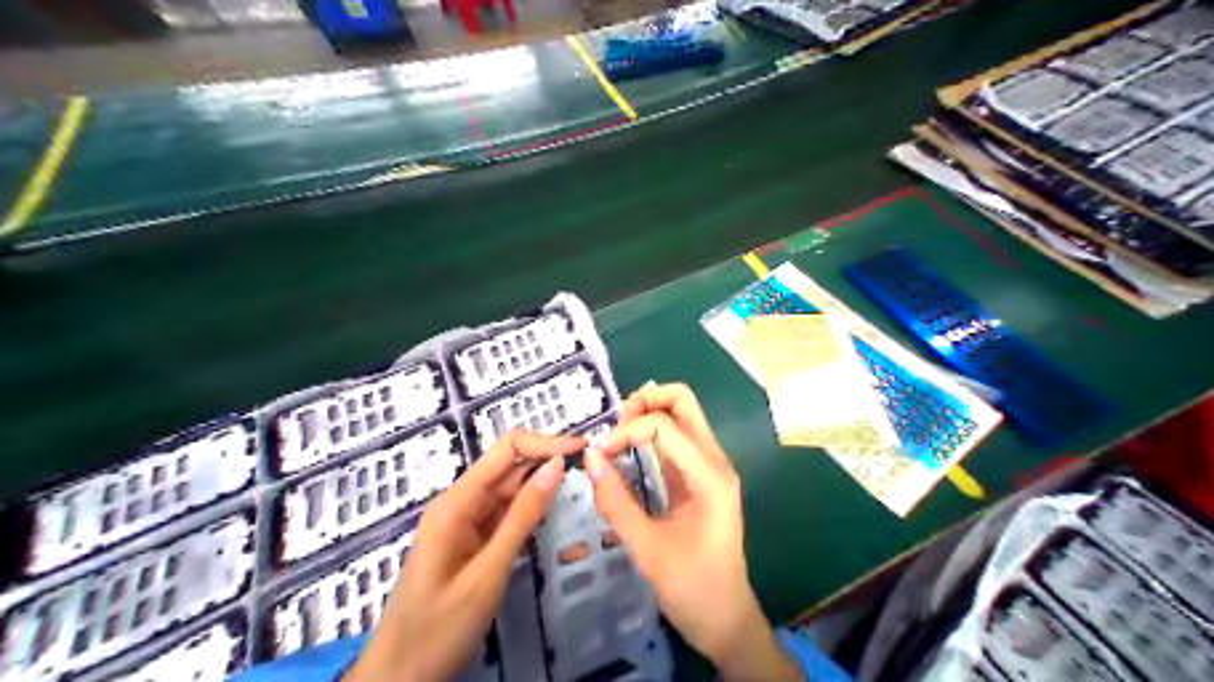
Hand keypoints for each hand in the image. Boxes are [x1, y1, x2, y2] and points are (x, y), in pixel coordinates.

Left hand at [346, 430, 588, 681]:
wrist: (399, 676)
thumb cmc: (440, 627)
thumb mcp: (488, 571)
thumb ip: (523, 516)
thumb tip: (556, 466)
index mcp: (456, 502)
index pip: (505, 450)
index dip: (545, 443)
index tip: (583, 447)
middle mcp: (460, 502)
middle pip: (509, 467)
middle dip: (548, 461)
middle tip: (591, 468)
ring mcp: (465, 522)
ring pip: (509, 491)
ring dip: (542, 486)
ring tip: (581, 485)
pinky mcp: (471, 540)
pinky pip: (504, 514)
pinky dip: (530, 511)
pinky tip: (554, 512)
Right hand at [587, 384, 802, 680]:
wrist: (726, 619)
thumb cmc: (692, 588)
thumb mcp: (647, 548)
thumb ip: (616, 501)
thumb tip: (590, 457)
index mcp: (710, 476)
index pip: (665, 426)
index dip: (626, 431)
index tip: (600, 455)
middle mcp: (715, 461)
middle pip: (682, 401)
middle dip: (645, 403)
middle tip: (614, 430)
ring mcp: (710, 466)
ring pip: (681, 414)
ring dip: (647, 415)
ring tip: (617, 439)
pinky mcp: (700, 476)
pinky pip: (677, 437)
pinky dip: (651, 433)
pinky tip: (629, 451)